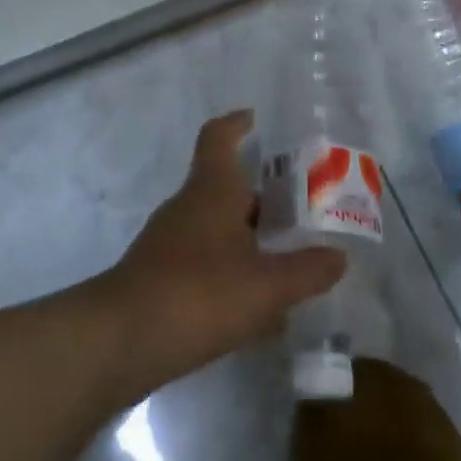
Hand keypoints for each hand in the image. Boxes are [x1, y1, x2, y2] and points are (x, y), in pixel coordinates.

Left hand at [103, 111, 345, 388]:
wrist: (121, 342)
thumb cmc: (199, 293)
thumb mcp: (267, 286)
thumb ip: (307, 271)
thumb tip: (338, 258)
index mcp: (211, 190)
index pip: (218, 137)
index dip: (237, 123)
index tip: (255, 119)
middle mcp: (187, 207)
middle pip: (225, 188)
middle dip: (261, 197)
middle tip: (300, 210)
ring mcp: (168, 243)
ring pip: (217, 229)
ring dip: (248, 239)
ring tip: (287, 262)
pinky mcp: (158, 278)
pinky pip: (204, 264)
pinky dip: (231, 274)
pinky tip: (256, 310)